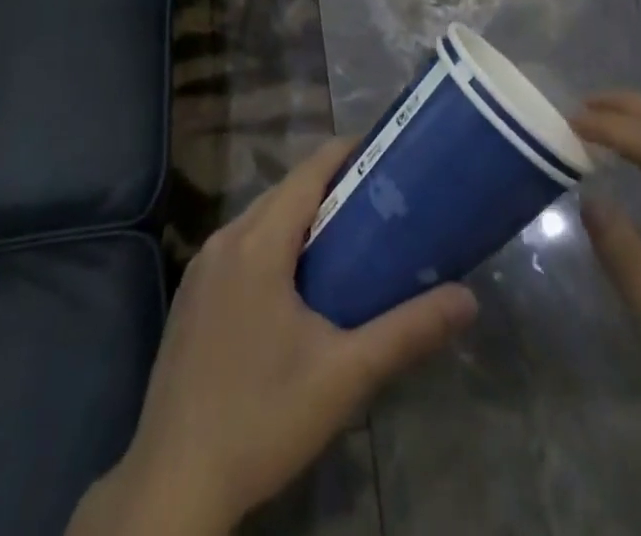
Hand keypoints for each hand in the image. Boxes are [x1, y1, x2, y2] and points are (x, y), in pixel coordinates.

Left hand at [69, 139, 477, 535]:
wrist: (172, 487)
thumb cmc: (262, 419)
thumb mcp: (345, 376)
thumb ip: (408, 331)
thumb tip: (469, 299)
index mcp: (258, 242)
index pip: (309, 171)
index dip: (349, 153)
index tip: (388, 154)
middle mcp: (224, 239)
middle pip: (286, 190)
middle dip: (333, 186)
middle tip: (382, 200)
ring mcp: (201, 268)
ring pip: (261, 217)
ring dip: (302, 215)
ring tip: (350, 236)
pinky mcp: (191, 297)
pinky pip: (241, 245)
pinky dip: (274, 242)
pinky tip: (298, 282)